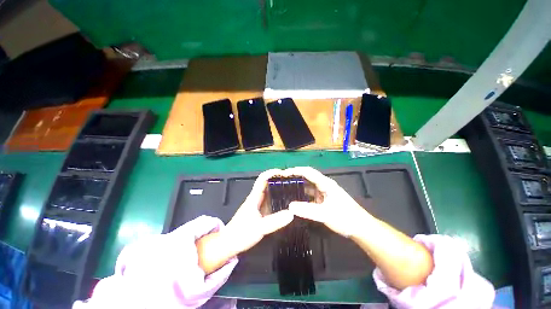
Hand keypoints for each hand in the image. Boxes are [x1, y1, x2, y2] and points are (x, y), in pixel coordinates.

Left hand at [224, 169, 293, 254]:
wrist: (229, 245)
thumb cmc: (241, 234)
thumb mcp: (259, 228)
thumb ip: (275, 221)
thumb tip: (292, 213)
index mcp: (254, 197)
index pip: (262, 179)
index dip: (272, 173)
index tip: (284, 173)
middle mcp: (257, 198)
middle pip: (268, 184)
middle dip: (279, 180)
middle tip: (294, 182)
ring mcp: (259, 205)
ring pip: (270, 193)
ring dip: (280, 189)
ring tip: (294, 190)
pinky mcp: (261, 212)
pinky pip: (272, 202)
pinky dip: (279, 200)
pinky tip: (288, 204)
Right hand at [286, 167, 372, 237]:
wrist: (360, 228)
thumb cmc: (345, 218)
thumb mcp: (325, 214)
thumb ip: (307, 210)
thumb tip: (289, 206)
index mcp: (325, 183)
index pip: (308, 172)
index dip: (296, 170)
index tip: (284, 173)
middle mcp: (324, 185)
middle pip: (307, 178)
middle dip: (295, 178)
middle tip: (282, 181)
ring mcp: (324, 193)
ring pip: (308, 187)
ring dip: (298, 187)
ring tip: (285, 189)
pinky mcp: (323, 200)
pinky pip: (310, 196)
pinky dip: (302, 196)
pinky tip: (295, 200)